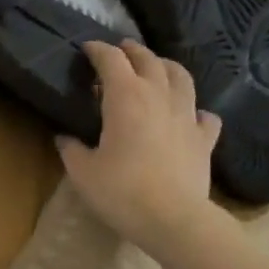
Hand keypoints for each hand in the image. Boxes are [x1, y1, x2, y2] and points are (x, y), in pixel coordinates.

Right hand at [59, 41, 223, 253]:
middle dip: (132, 51)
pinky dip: (194, 109)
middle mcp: (159, 97)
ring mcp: (187, 116)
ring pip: (181, 77)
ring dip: (166, 67)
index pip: (111, 60)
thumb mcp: (83, 173)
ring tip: (156, 68)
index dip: (98, 50)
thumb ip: (72, 149)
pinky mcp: (204, 138)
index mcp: (126, 98)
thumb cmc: (121, 192)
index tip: (86, 49)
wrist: (172, 219)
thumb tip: (64, 137)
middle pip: (148, 60)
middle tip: (120, 51)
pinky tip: (188, 115)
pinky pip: (204, 114)